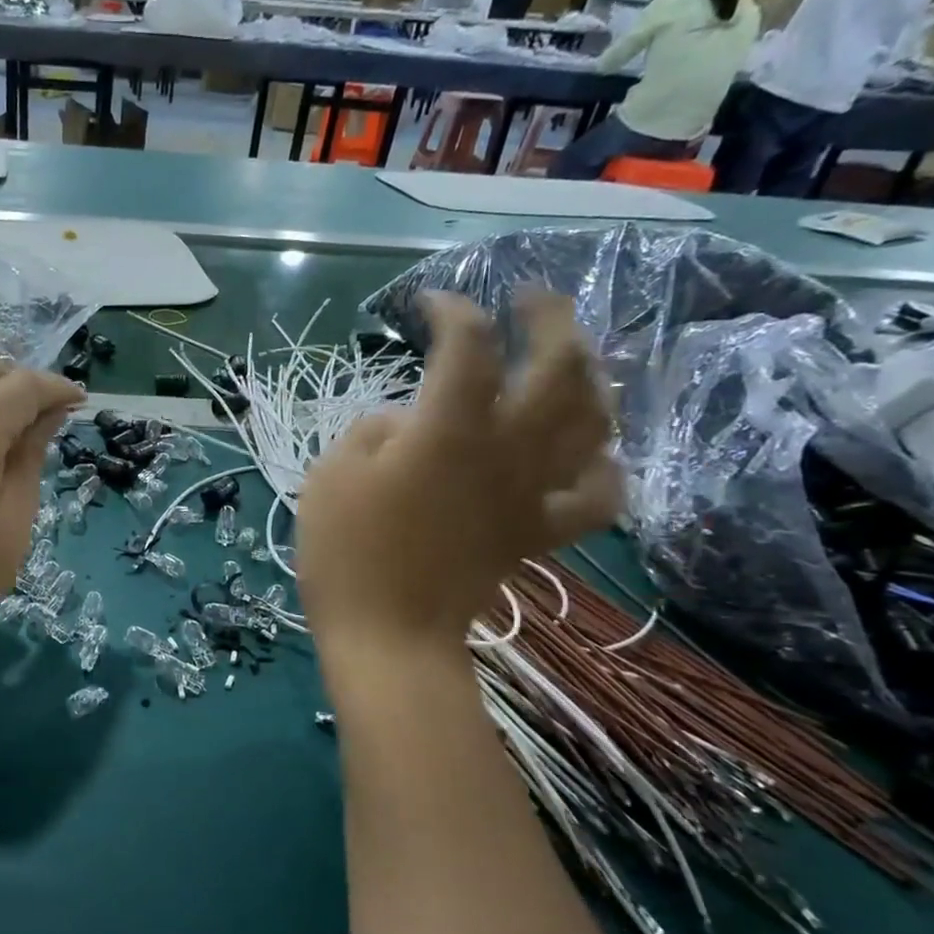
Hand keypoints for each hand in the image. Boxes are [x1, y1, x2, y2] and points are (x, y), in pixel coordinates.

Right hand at [296, 292, 621, 653]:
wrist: (389, 636)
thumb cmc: (347, 554)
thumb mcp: (330, 477)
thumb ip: (370, 432)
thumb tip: (404, 424)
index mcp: (450, 429)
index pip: (468, 345)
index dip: (452, 311)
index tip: (429, 304)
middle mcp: (507, 448)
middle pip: (559, 365)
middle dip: (549, 317)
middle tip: (528, 297)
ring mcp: (532, 492)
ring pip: (593, 420)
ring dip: (589, 375)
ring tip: (568, 357)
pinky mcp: (538, 532)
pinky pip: (596, 495)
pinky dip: (603, 466)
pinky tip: (589, 452)